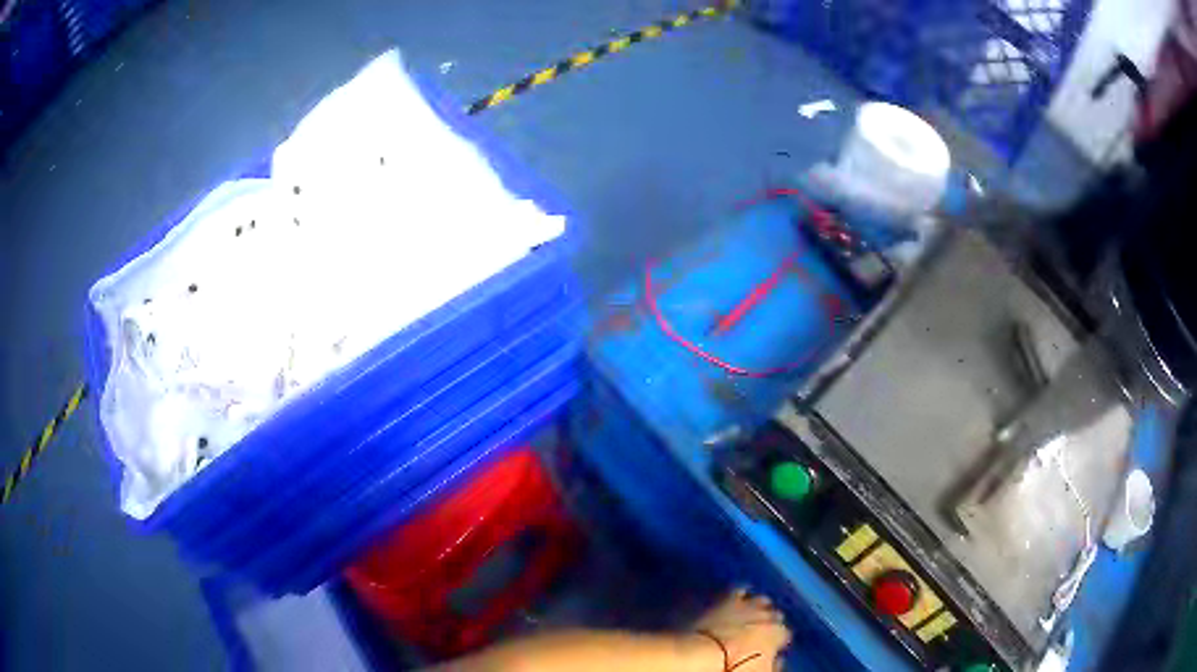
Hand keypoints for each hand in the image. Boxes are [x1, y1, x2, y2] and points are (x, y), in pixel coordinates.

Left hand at [689, 589, 791, 670]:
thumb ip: (773, 664)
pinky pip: (738, 590)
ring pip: (760, 600)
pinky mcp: (725, 599)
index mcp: (777, 634)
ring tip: (750, 615)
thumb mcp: (762, 671)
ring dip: (757, 606)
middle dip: (770, 621)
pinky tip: (734, 599)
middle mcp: (767, 615)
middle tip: (760, 632)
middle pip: (775, 615)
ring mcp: (747, 605)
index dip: (778, 641)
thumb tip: (777, 660)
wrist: (704, 653)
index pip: (784, 634)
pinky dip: (739, 594)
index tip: (772, 647)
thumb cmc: (736, 666)